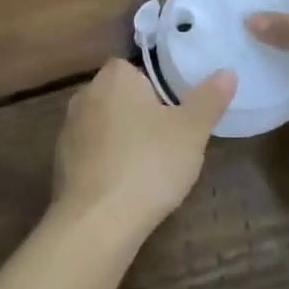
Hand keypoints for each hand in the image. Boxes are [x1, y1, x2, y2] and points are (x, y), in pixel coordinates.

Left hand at [52, 60, 235, 234]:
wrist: (98, 220)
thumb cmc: (149, 164)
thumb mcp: (192, 131)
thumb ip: (209, 99)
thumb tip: (227, 72)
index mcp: (115, 77)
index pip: (135, 69)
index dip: (156, 89)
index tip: (174, 114)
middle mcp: (86, 94)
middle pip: (119, 96)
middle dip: (139, 114)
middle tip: (167, 142)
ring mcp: (69, 128)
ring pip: (103, 124)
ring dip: (121, 138)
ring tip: (148, 167)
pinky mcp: (60, 160)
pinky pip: (90, 151)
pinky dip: (105, 161)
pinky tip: (123, 186)